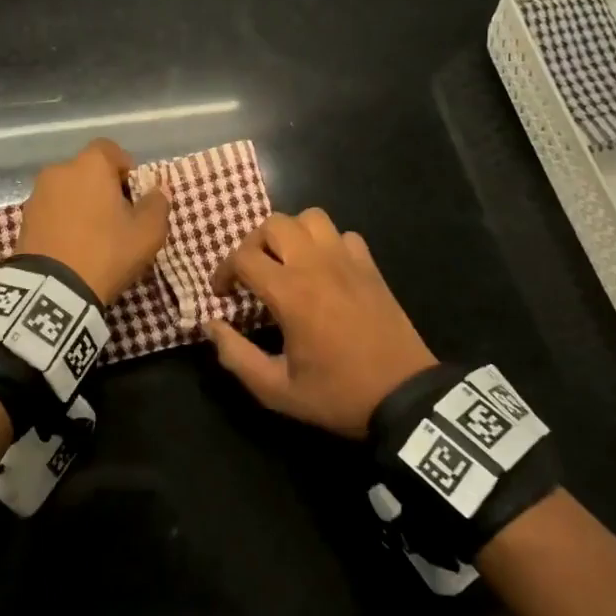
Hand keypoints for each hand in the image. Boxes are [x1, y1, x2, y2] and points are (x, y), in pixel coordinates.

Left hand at [16, 138, 169, 303]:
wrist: (51, 289)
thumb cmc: (106, 251)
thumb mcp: (147, 233)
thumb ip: (157, 205)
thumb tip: (157, 191)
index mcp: (90, 165)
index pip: (110, 150)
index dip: (125, 168)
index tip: (134, 195)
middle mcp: (60, 170)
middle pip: (88, 171)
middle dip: (103, 188)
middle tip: (118, 218)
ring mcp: (37, 194)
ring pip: (68, 191)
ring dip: (82, 204)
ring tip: (94, 235)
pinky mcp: (24, 219)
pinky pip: (52, 210)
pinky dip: (64, 220)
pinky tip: (73, 245)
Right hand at [204, 208, 436, 438]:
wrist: (405, 397)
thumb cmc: (338, 394)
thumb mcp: (276, 390)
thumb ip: (236, 356)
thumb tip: (210, 326)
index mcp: (291, 293)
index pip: (244, 257)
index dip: (224, 271)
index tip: (223, 294)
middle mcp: (317, 265)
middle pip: (275, 224)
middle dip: (253, 244)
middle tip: (251, 273)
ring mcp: (348, 261)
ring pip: (311, 218)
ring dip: (291, 234)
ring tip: (286, 262)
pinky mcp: (371, 267)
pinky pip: (343, 235)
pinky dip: (327, 243)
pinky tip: (324, 270)